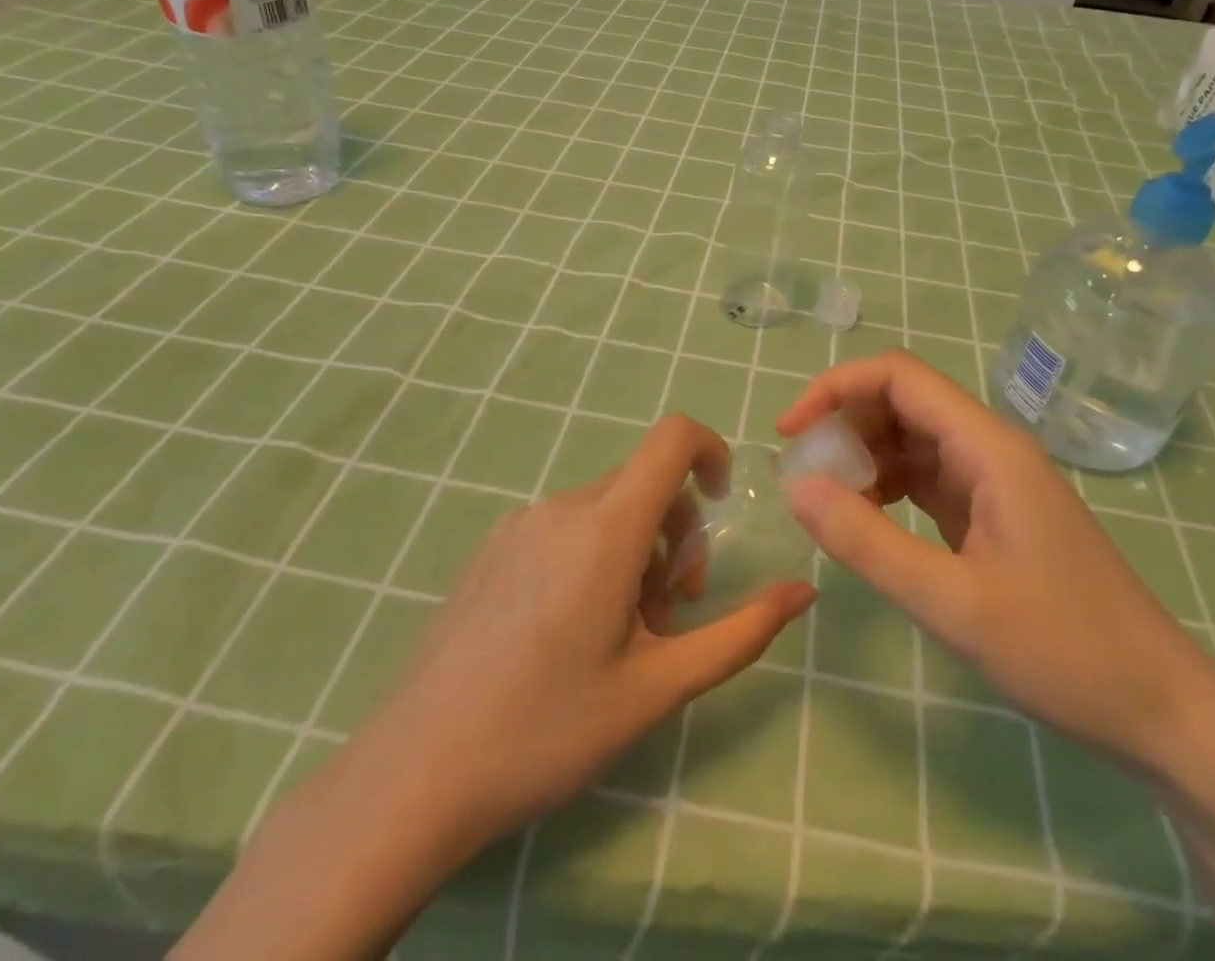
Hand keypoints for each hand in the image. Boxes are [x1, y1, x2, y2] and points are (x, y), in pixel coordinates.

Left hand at [387, 413, 815, 842]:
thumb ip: (740, 633)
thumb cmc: (547, 731)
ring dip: (636, 550)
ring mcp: (519, 524)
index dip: (711, 450)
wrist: (411, 776)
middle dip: (678, 532)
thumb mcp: (658, 687)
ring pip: (606, 507)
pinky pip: (565, 525)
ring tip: (620, 632)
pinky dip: (593, 553)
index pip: (672, 437)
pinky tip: (569, 630)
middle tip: (671, 611)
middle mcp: (563, 507)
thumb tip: (803, 591)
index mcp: (607, 528)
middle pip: (645, 482)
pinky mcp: (492, 547)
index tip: (721, 505)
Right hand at [779, 350, 1214, 770]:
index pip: (900, 376)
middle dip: (846, 426)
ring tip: (830, 503)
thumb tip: (796, 484)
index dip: (836, 388)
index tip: (791, 432)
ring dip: (864, 458)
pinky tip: (867, 520)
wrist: (1160, 711)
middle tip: (805, 478)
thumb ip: (868, 542)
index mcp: (989, 447)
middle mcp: (990, 448)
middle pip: (902, 402)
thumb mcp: (953, 603)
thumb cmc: (1064, 652)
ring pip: (912, 440)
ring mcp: (994, 481)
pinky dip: (888, 487)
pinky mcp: (993, 513)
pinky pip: (927, 478)